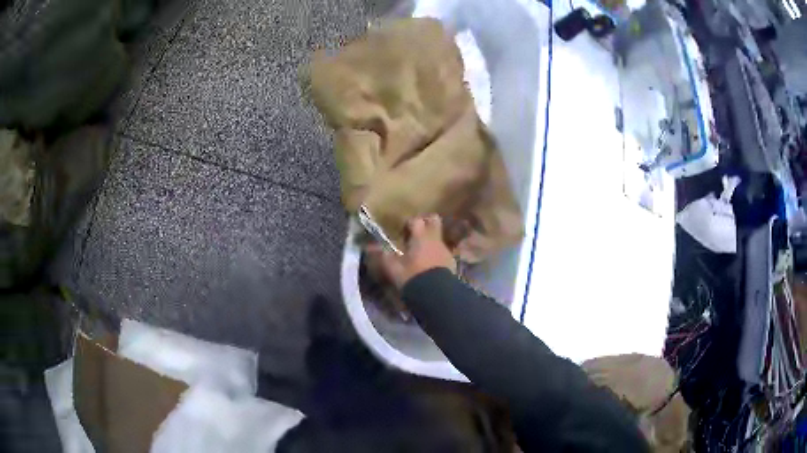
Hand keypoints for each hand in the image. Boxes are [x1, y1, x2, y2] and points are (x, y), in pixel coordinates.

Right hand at [377, 214, 456, 288]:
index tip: (403, 233)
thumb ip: (385, 257)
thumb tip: (375, 248)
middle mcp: (435, 239)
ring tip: (421, 254)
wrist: (436, 294)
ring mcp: (445, 249)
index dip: (409, 224)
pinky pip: (442, 251)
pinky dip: (436, 254)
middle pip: (434, 220)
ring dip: (430, 241)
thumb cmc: (413, 277)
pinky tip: (430, 266)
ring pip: (438, 237)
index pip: (416, 220)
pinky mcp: (451, 261)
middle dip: (426, 222)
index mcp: (420, 237)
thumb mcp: (394, 269)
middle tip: (416, 233)